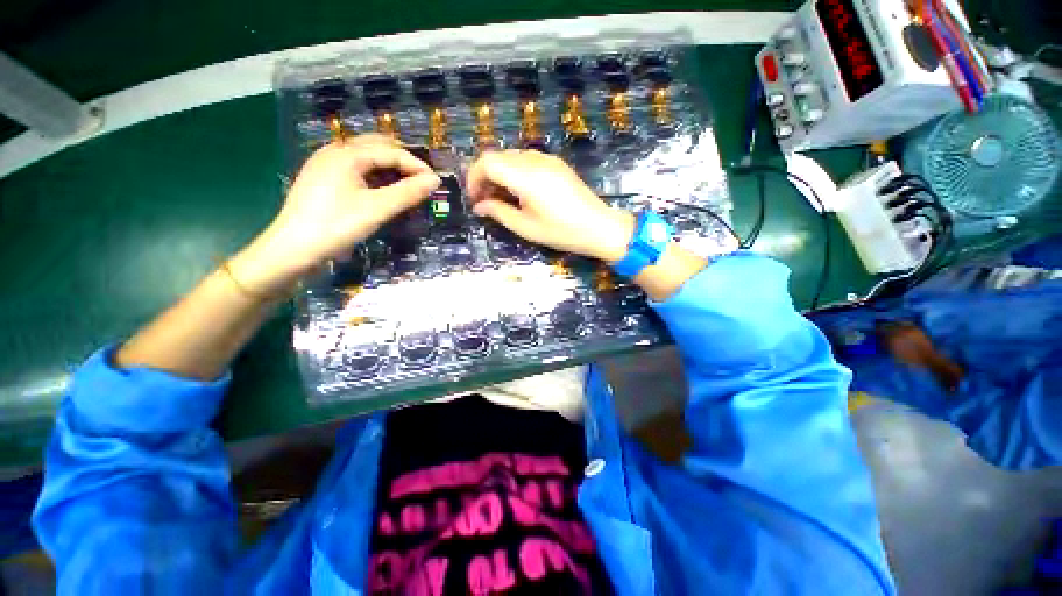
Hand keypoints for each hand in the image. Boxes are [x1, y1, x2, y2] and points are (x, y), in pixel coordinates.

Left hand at [230, 135, 440, 294]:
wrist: (293, 249)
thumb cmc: (337, 226)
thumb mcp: (377, 209)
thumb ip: (408, 193)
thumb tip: (435, 180)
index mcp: (346, 154)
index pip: (390, 151)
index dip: (416, 165)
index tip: (435, 182)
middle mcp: (335, 151)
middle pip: (377, 146)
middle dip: (403, 161)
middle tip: (422, 182)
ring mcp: (326, 164)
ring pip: (366, 157)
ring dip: (390, 167)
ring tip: (407, 186)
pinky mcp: (323, 178)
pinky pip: (356, 168)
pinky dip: (375, 175)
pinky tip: (384, 190)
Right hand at [466, 150, 634, 261]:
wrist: (599, 227)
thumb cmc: (562, 232)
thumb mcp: (526, 227)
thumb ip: (499, 212)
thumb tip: (479, 206)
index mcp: (525, 176)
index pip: (487, 162)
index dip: (474, 177)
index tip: (474, 198)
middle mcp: (535, 160)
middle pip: (498, 156)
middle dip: (485, 176)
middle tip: (484, 201)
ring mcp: (548, 159)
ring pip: (512, 157)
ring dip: (500, 174)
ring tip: (501, 199)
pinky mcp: (556, 164)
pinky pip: (527, 160)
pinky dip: (515, 172)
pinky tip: (519, 192)